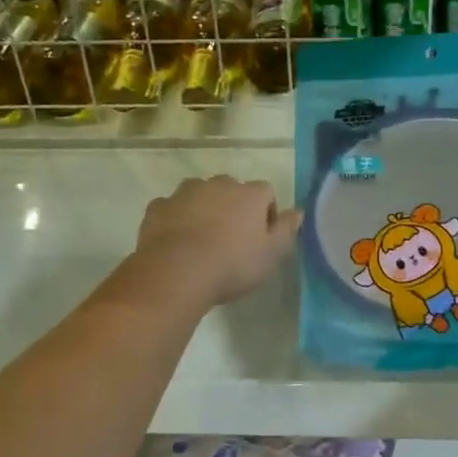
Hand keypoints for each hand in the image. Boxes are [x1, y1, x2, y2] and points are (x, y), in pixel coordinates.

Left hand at [132, 176, 301, 308]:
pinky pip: (172, 208)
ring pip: (199, 194)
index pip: (266, 193)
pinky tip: (177, 242)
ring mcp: (184, 192)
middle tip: (231, 240)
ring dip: (203, 209)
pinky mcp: (158, 206)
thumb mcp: (271, 255)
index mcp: (249, 194)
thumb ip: (287, 230)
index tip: (261, 238)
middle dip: (233, 208)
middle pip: (231, 190)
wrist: (176, 272)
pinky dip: (176, 219)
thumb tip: (298, 212)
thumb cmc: (232, 265)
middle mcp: (218, 184)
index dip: (266, 214)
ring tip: (202, 240)